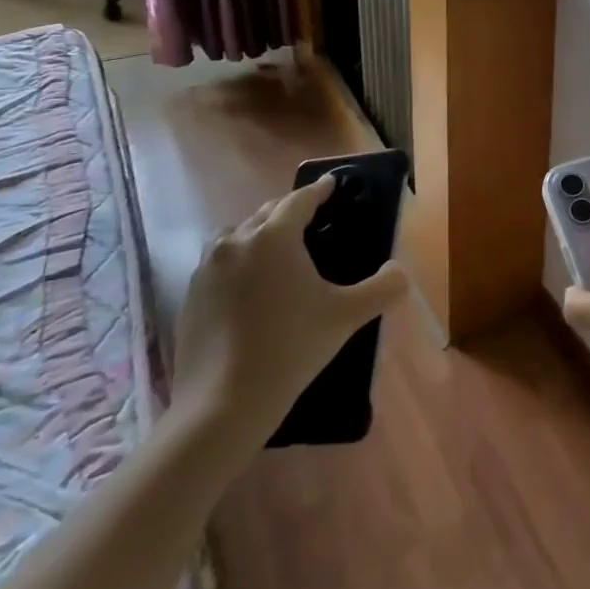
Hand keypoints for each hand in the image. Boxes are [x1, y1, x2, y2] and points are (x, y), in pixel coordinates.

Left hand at [171, 174, 408, 449]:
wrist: (222, 405)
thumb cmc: (291, 348)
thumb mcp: (349, 316)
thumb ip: (384, 287)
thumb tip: (400, 271)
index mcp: (274, 237)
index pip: (300, 200)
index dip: (319, 190)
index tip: (332, 184)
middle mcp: (236, 243)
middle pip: (266, 213)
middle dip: (289, 210)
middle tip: (312, 218)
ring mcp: (206, 270)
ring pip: (237, 236)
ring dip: (258, 233)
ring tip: (278, 250)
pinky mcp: (189, 298)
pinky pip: (218, 264)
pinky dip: (238, 262)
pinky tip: (252, 288)